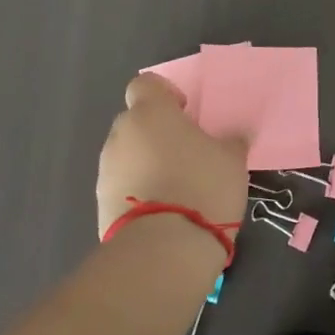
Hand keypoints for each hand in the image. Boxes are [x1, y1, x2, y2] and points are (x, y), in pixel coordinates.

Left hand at [97, 74, 247, 240]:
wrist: (163, 250)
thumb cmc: (202, 187)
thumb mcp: (231, 160)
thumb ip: (230, 141)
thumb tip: (234, 136)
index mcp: (151, 113)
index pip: (145, 84)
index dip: (164, 94)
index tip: (185, 112)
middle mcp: (122, 134)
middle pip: (136, 121)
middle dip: (156, 132)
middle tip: (186, 153)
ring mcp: (106, 170)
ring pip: (128, 155)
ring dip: (147, 163)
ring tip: (176, 188)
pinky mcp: (100, 205)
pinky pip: (122, 186)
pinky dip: (138, 191)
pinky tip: (163, 212)